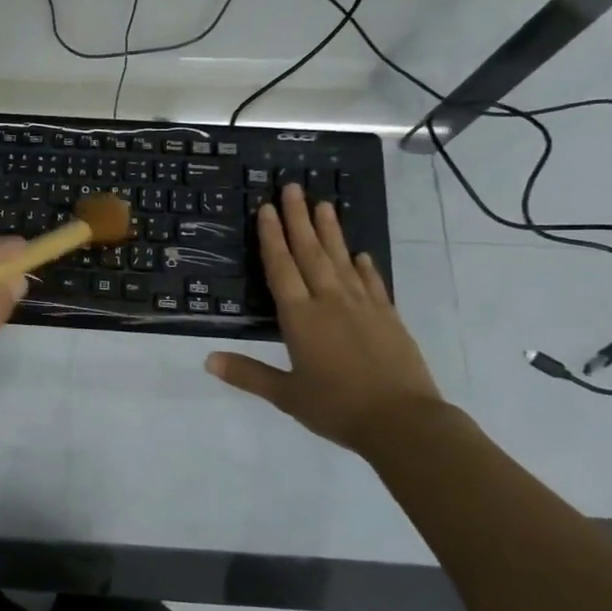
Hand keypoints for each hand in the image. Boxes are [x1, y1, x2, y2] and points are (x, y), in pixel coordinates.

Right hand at [206, 184, 445, 453]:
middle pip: (311, 253)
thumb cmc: (337, 408)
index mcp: (300, 318)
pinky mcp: (388, 317)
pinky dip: (365, 266)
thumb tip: (207, 360)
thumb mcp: (286, 395)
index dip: (272, 237)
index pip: (281, 268)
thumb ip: (248, 374)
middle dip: (299, 219)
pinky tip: (361, 254)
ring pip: (342, 260)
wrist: (404, 423)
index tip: (267, 209)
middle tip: (293, 188)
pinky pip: (373, 283)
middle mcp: (330, 302)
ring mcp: (363, 306)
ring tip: (324, 204)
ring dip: (331, 231)